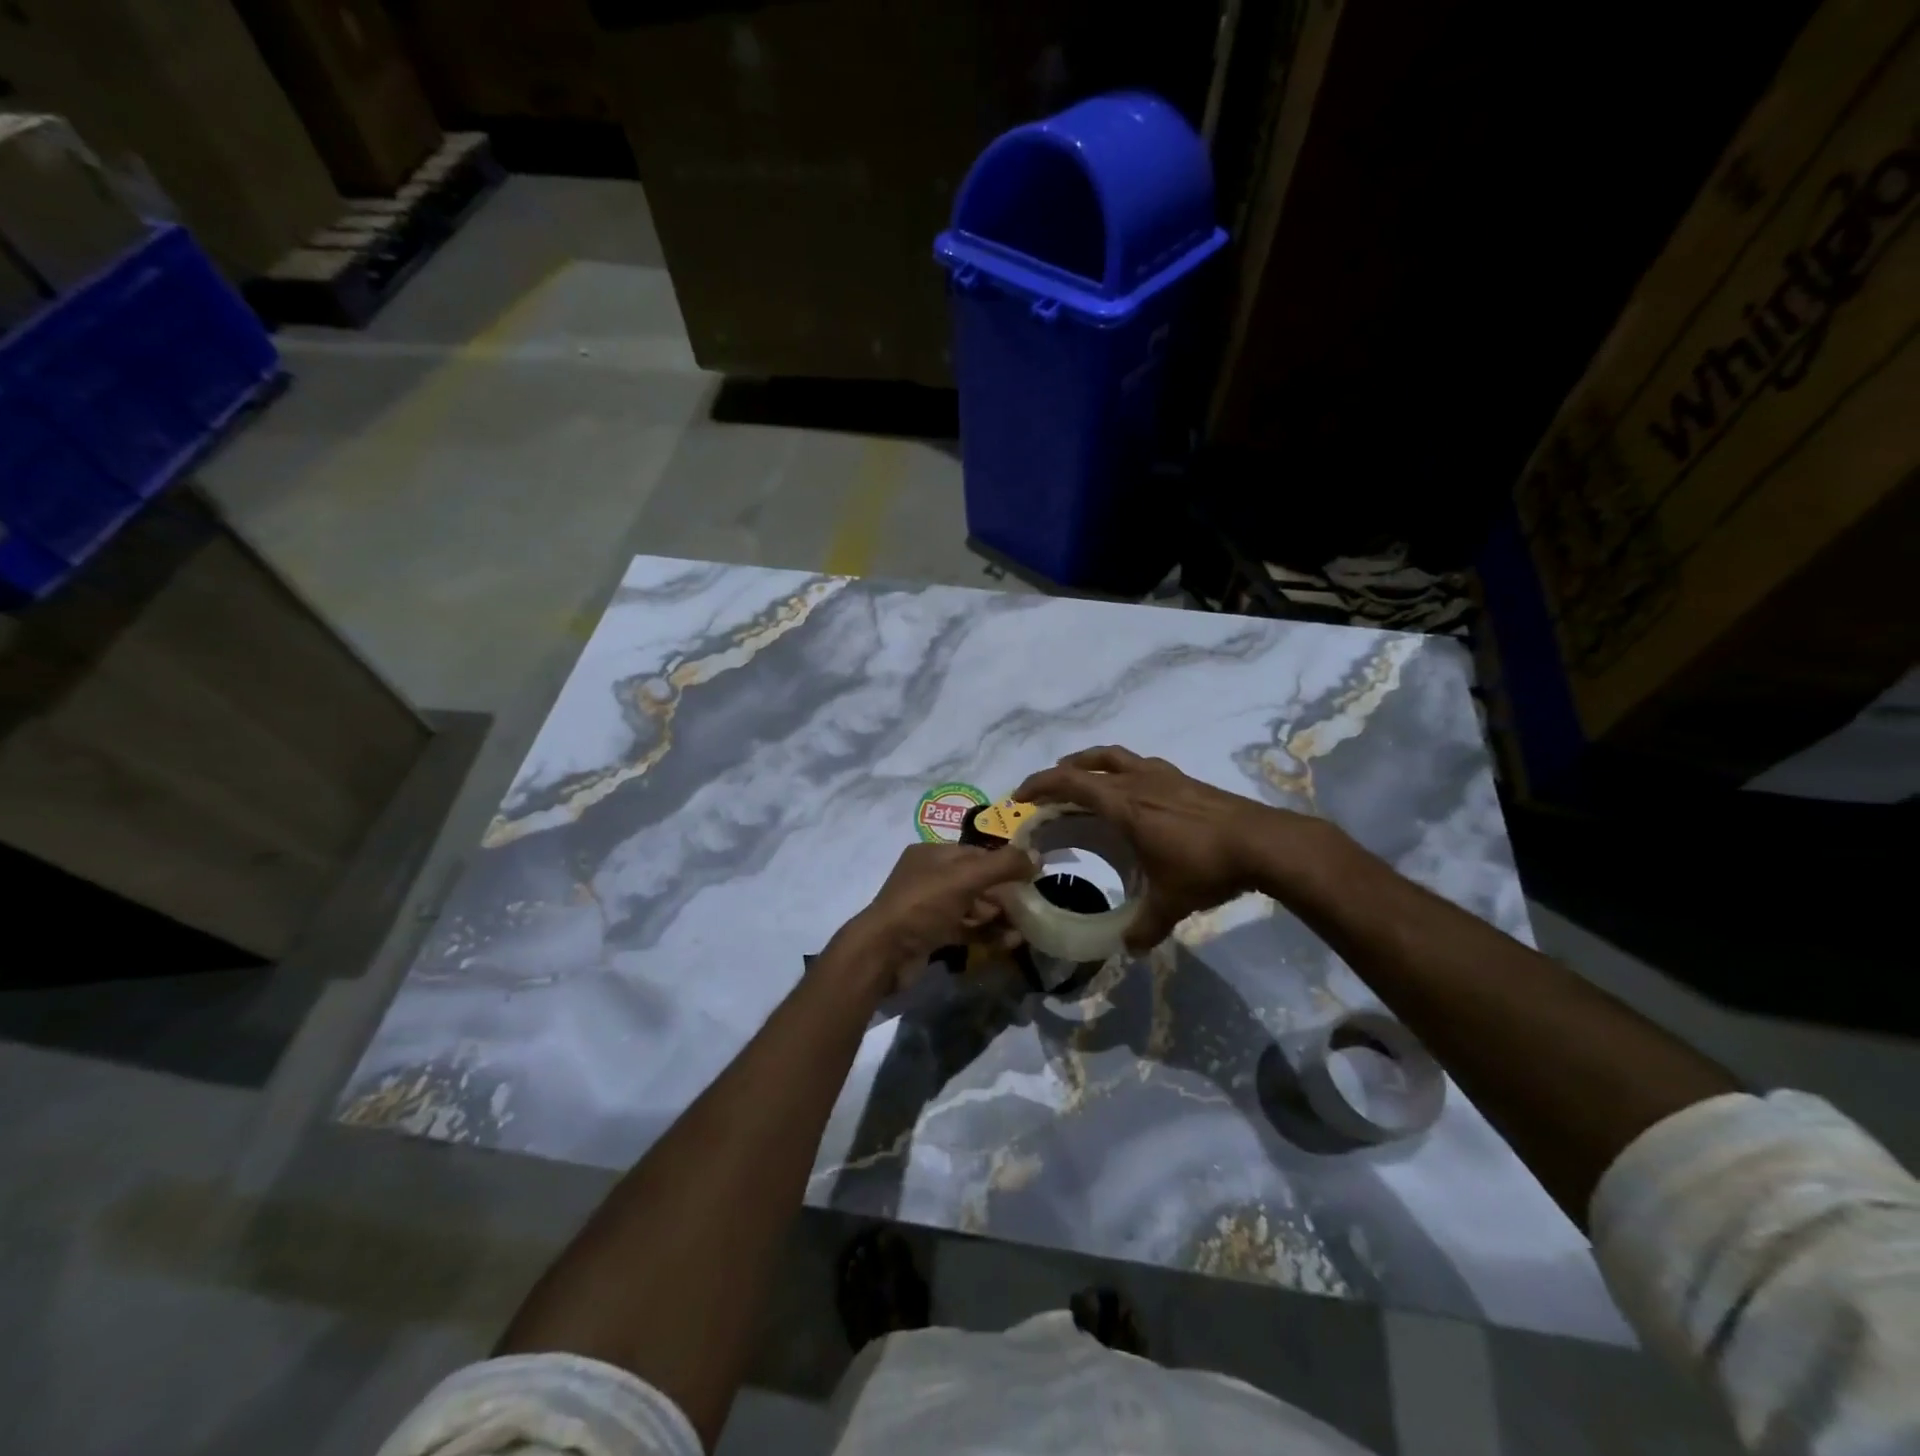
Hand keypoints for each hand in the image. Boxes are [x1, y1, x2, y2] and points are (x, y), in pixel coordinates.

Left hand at [823, 842, 1035, 996]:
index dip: (1006, 861)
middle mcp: (929, 877)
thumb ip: (1003, 865)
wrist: (883, 954)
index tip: (1034, 874)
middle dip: (1004, 892)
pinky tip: (1010, 941)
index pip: (976, 852)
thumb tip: (1037, 856)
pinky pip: (966, 929)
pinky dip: (987, 934)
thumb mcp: (965, 878)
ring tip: (1026, 926)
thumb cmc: (922, 905)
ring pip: (972, 907)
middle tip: (1032, 903)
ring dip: (999, 915)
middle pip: (976, 880)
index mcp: (932, 854)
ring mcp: (929, 908)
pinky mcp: (931, 935)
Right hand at [1011, 746, 1321, 950]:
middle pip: (1089, 763)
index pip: (1070, 783)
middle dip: (1061, 772)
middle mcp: (1139, 782)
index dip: (1040, 785)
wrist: (1264, 842)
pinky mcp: (1185, 779)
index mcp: (1124, 805)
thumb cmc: (1206, 866)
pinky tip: (1134, 792)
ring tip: (1085, 780)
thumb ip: (1144, 927)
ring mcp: (1164, 776)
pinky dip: (1125, 771)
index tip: (1020, 798)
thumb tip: (1127, 948)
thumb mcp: (1171, 902)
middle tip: (1047, 791)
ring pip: (1116, 756)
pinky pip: (1142, 765)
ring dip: (1092, 763)